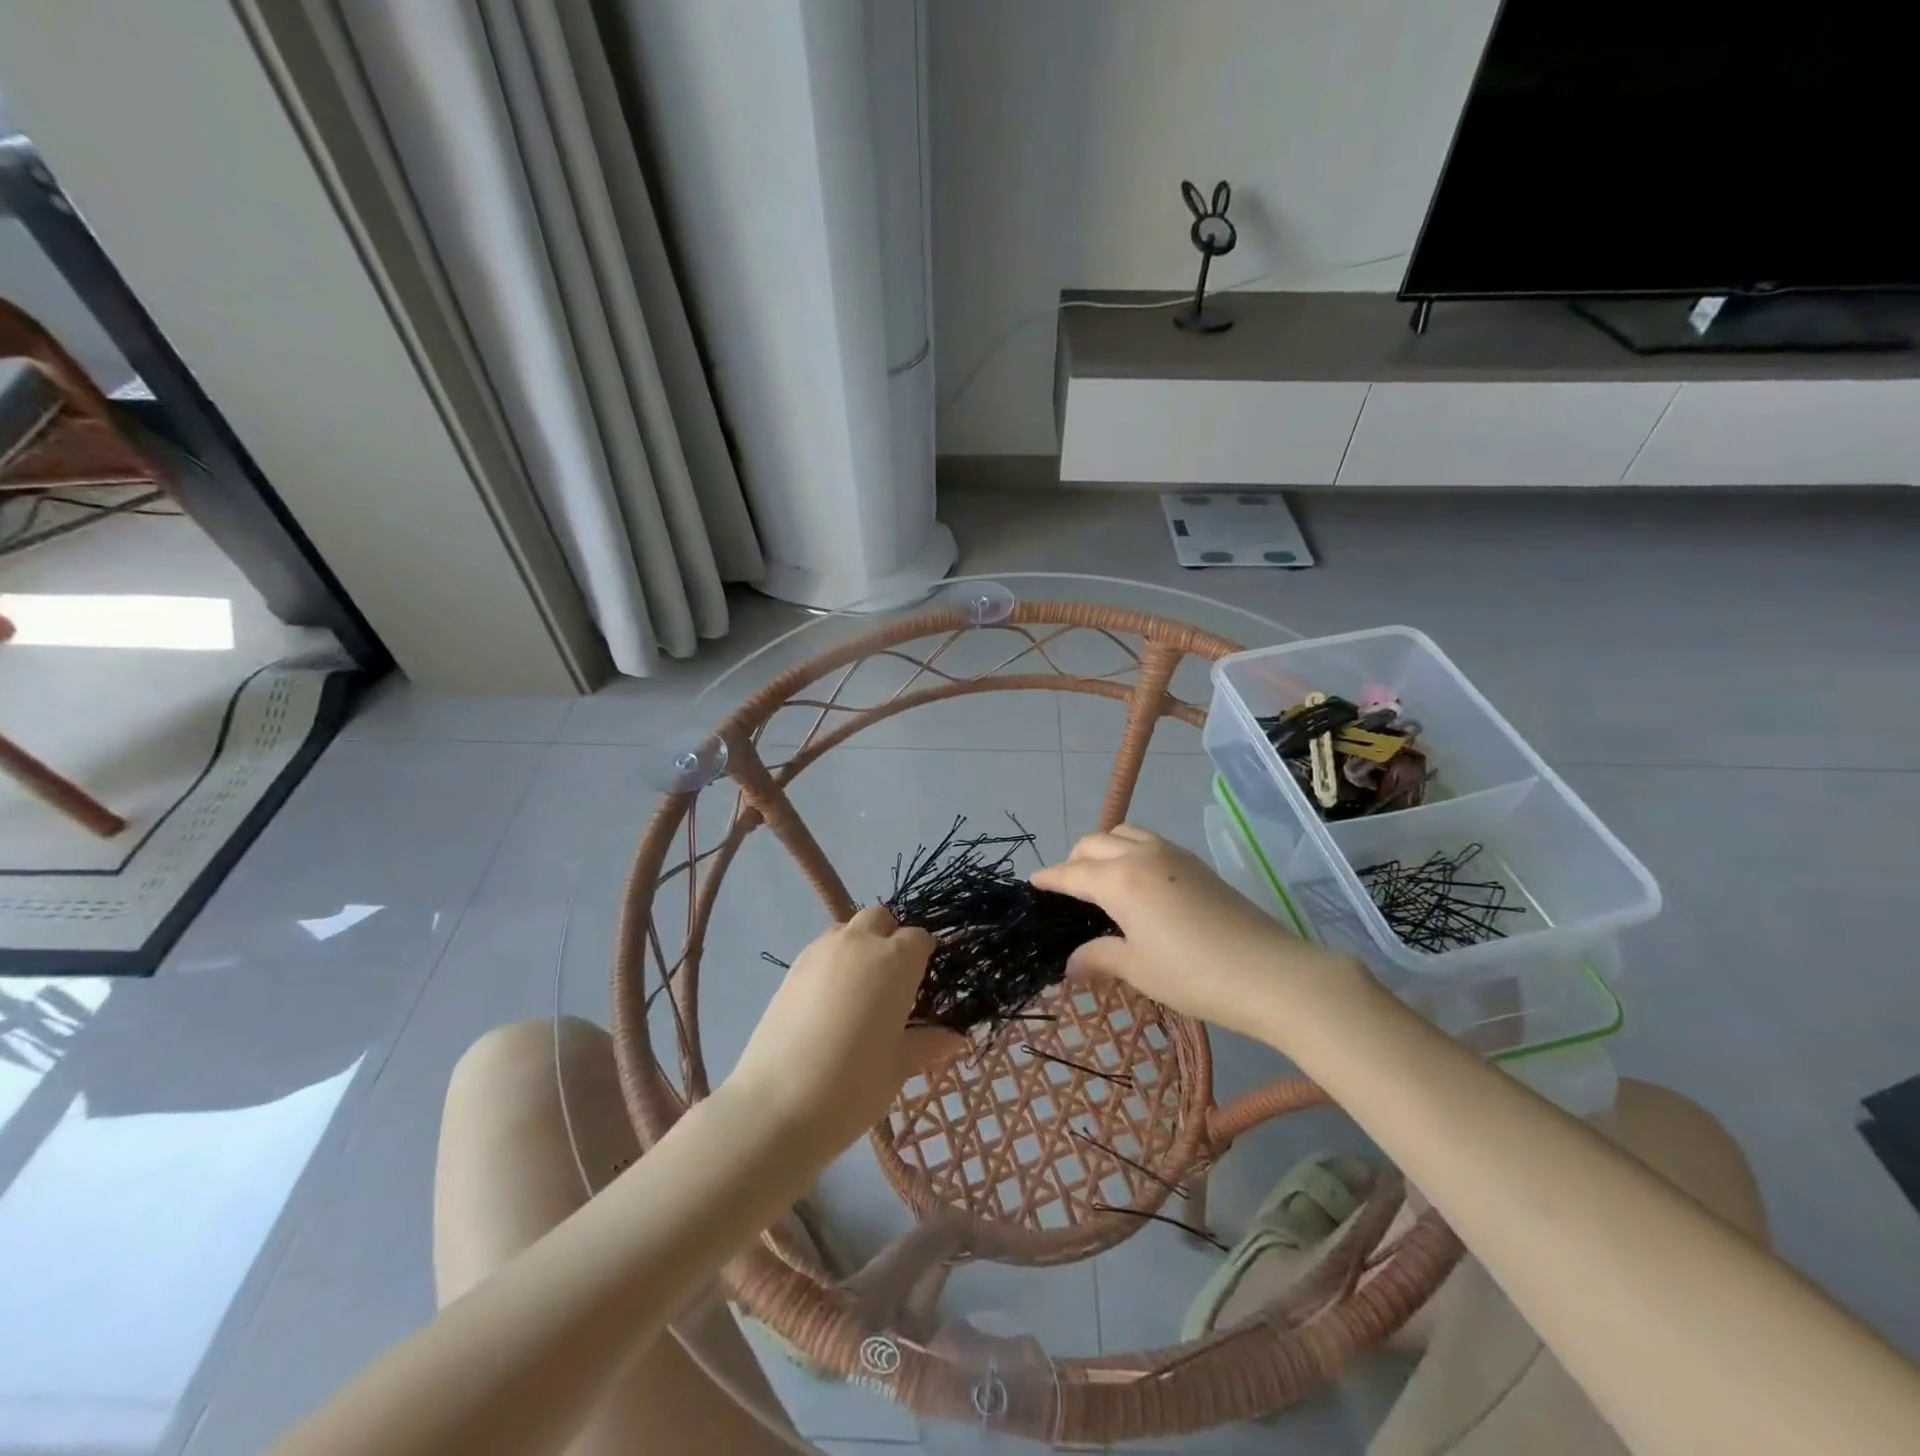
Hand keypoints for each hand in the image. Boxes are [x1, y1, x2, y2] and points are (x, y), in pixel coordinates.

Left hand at [722, 906, 965, 1158]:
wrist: (776, 1105)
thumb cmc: (853, 1085)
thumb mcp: (899, 1066)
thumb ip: (928, 1043)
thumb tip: (955, 1039)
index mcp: (894, 960)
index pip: (919, 938)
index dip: (925, 957)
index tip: (925, 985)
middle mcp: (858, 944)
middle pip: (880, 919)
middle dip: (890, 938)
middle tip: (894, 982)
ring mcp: (819, 952)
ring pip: (847, 930)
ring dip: (859, 947)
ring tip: (860, 992)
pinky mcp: (791, 969)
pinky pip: (821, 951)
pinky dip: (833, 963)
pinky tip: (830, 1004)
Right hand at [1032, 826, 1366, 1042]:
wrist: (1271, 973)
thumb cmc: (1194, 974)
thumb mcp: (1138, 969)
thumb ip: (1099, 957)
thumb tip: (1071, 963)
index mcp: (1120, 880)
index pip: (1072, 872)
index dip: (1050, 878)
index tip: (1033, 883)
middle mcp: (1142, 855)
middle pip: (1095, 842)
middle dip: (1074, 859)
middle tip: (1067, 889)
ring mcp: (1173, 854)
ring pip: (1124, 833)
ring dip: (1104, 848)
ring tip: (1101, 880)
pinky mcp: (1196, 863)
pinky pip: (1149, 841)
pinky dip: (1129, 850)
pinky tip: (1137, 883)